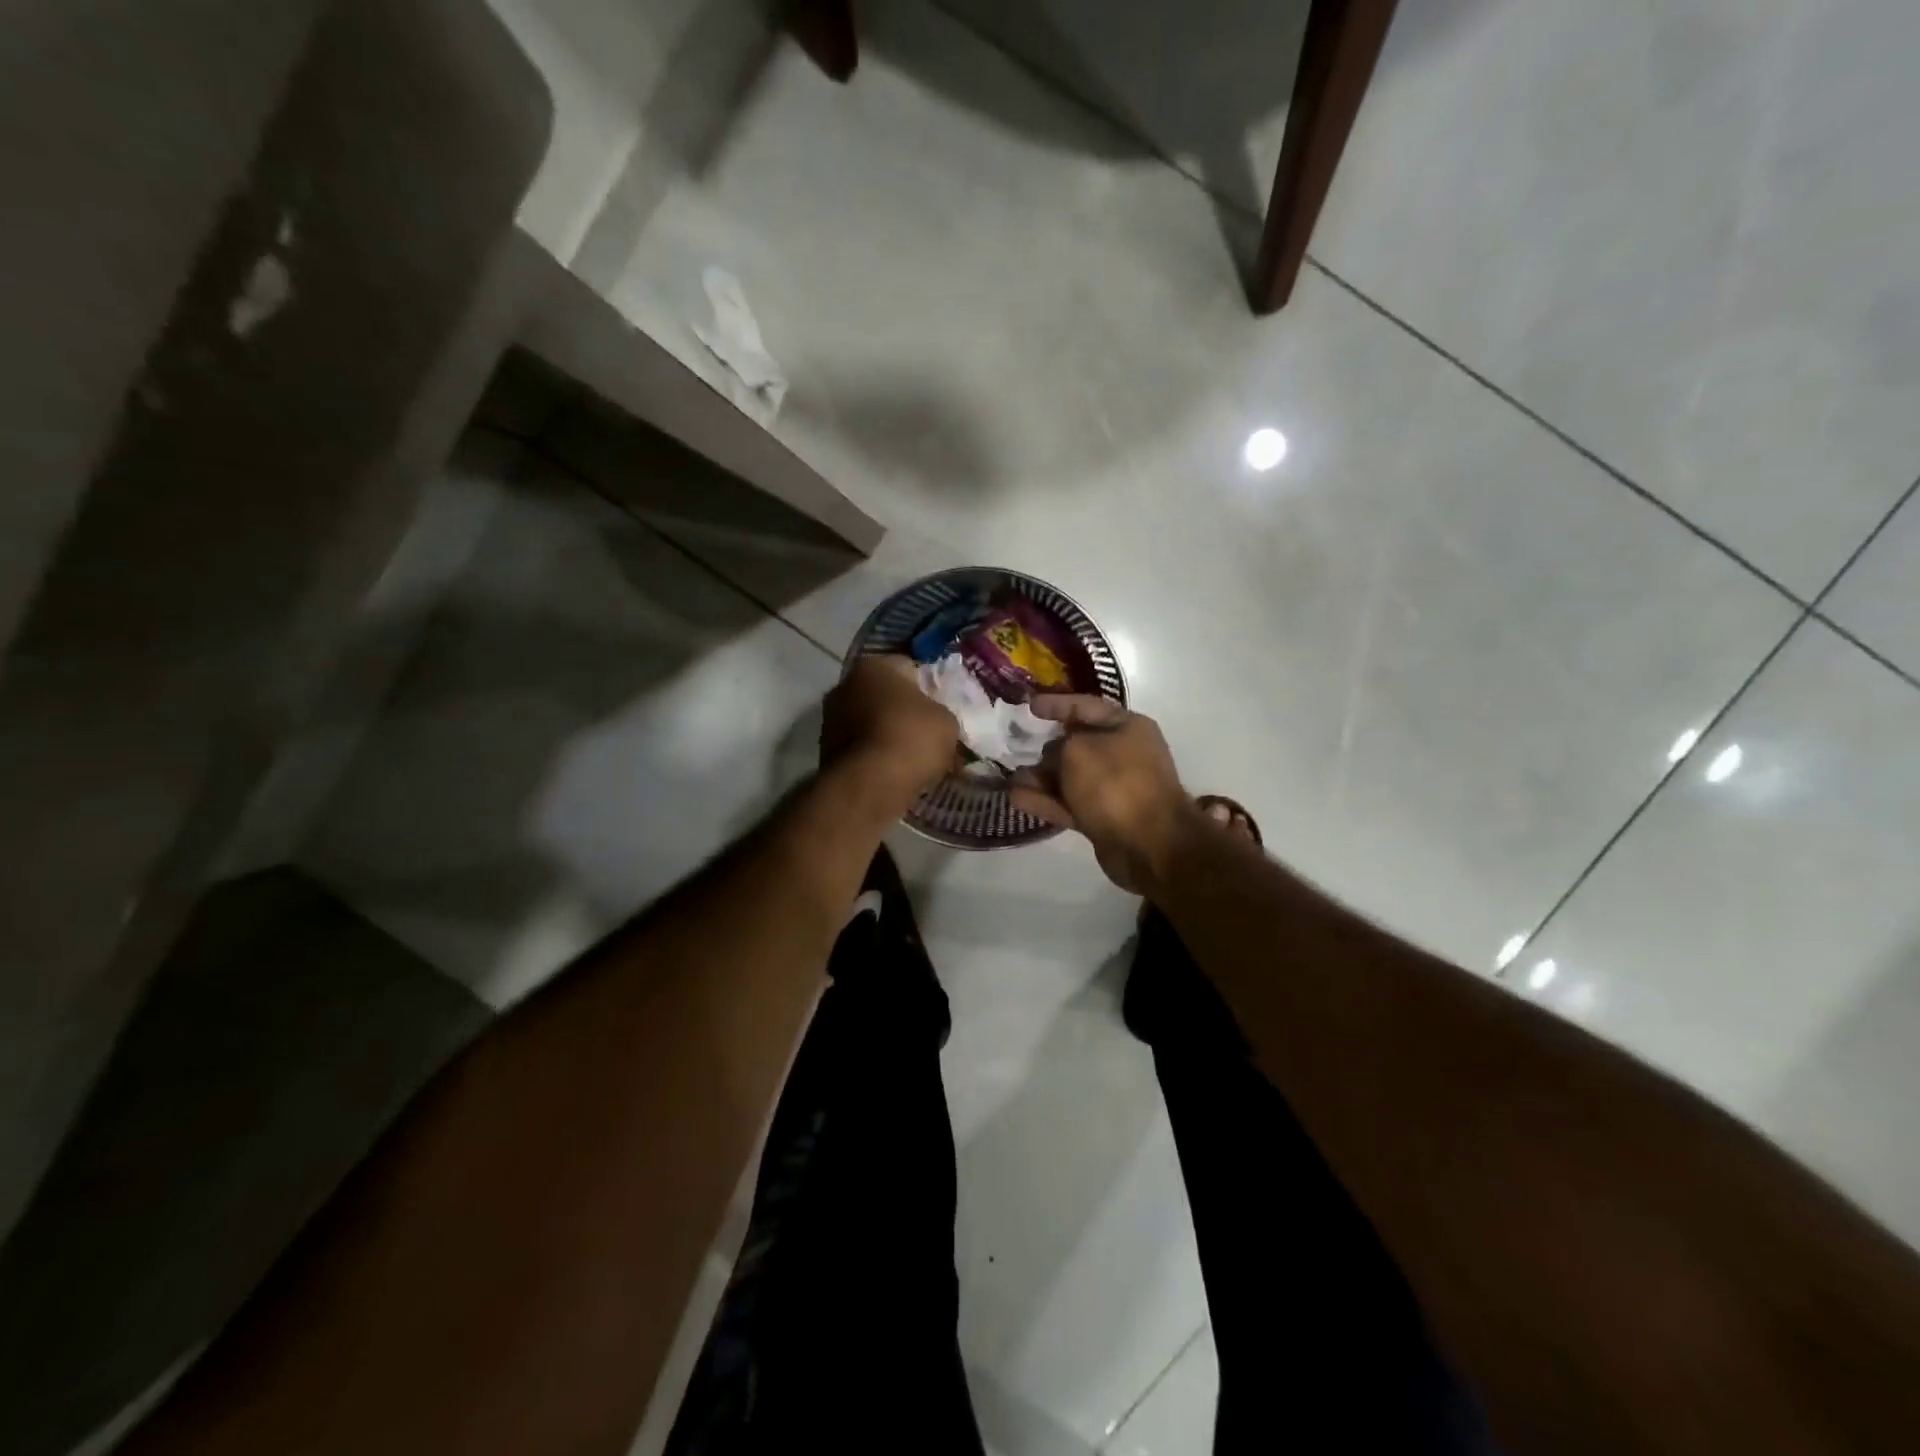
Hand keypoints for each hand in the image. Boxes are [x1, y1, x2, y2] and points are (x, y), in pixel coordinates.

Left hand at [820, 654, 959, 808]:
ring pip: (871, 722)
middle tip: (929, 733)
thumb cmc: (912, 738)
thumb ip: (940, 712)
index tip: (943, 707)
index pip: (908, 667)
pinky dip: (876, 756)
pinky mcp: (826, 751)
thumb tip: (935, 721)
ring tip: (915, 758)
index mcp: (875, 666)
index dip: (929, 686)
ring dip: (889, 735)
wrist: (870, 784)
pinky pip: (862, 748)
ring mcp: (831, 719)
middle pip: (885, 695)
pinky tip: (896, 772)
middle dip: (905, 711)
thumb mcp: (947, 721)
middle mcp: (845, 685)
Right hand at [1009, 696, 1198, 893]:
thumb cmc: (1116, 783)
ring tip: (1008, 777)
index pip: (1085, 706)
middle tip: (1013, 745)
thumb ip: (1057, 746)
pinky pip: (1068, 803)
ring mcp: (1113, 788)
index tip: (1028, 706)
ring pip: (1069, 777)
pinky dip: (1044, 800)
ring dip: (1040, 777)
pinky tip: (1015, 797)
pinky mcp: (1102, 818)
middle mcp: (1122, 754)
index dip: (1056, 704)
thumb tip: (1051, 759)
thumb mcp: (1078, 750)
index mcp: (1127, 727)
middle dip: (1044, 746)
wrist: (1150, 845)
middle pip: (1076, 744)